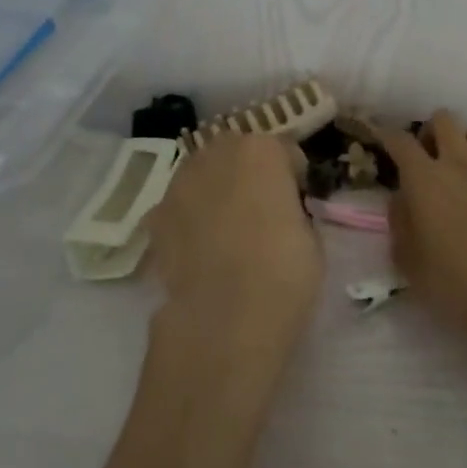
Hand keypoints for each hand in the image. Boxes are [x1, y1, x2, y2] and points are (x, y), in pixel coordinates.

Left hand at [146, 133, 322, 357]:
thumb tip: (282, 215)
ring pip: (204, 177)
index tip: (298, 202)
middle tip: (263, 212)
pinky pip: (181, 208)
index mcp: (261, 149)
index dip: (294, 177)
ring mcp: (179, 183)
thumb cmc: (282, 271)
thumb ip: (293, 210)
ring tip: (228, 232)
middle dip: (250, 175)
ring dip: (217, 193)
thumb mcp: (311, 236)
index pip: (285, 151)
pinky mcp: (155, 216)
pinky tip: (201, 252)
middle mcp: (216, 154)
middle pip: (238, 154)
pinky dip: (190, 220)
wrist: (223, 317)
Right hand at [379, 110, 466, 347]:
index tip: (385, 141)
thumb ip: (400, 226)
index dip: (389, 137)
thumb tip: (400, 200)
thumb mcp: (412, 266)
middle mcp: (460, 163)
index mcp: (425, 180)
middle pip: (444, 120)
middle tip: (431, 157)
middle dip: (433, 131)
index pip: (401, 142)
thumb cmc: (461, 284)